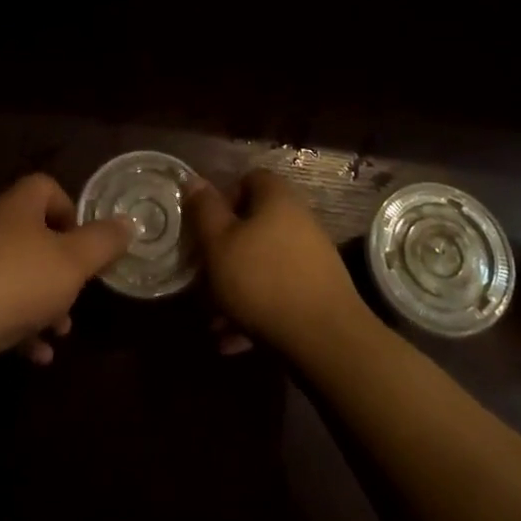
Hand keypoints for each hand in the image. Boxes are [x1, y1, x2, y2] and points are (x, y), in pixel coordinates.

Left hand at [0, 174, 135, 365]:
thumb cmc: (20, 280)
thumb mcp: (74, 262)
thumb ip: (103, 242)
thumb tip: (128, 223)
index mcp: (18, 205)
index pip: (47, 187)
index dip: (71, 211)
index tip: (85, 244)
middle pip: (34, 235)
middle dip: (61, 268)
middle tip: (77, 293)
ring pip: (17, 274)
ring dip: (43, 301)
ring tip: (60, 332)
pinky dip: (18, 326)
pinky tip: (35, 355)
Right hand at [187, 170, 366, 356]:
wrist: (325, 340)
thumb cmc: (262, 280)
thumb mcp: (219, 243)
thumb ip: (204, 211)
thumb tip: (194, 180)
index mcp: (277, 198)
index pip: (248, 179)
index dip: (223, 199)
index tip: (205, 227)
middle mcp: (299, 220)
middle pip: (253, 226)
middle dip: (225, 253)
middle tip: (203, 279)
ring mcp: (312, 257)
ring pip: (262, 264)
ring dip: (236, 289)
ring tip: (214, 323)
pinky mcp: (318, 292)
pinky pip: (278, 293)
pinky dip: (256, 311)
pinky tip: (234, 341)